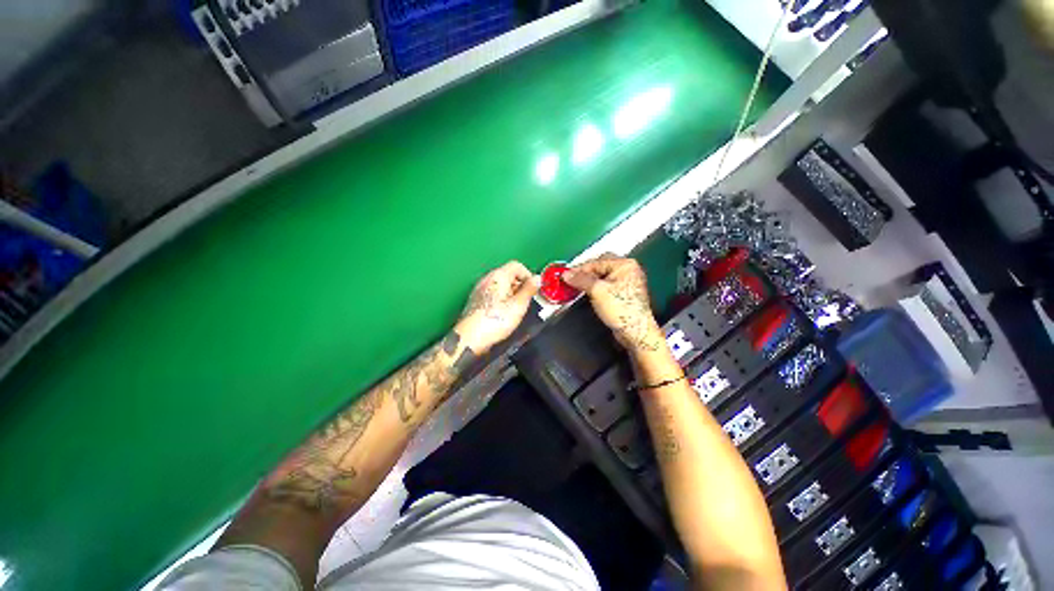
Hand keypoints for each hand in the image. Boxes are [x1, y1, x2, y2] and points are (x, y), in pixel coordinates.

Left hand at [455, 261, 539, 353]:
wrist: (471, 338)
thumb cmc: (496, 321)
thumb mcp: (519, 305)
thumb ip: (529, 289)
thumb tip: (538, 278)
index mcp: (498, 276)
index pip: (517, 265)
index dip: (528, 275)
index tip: (533, 289)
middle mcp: (487, 278)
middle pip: (508, 274)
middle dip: (520, 285)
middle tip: (525, 301)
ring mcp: (479, 288)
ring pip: (500, 284)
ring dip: (511, 293)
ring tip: (515, 309)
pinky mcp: (475, 299)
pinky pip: (493, 293)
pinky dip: (501, 299)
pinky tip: (502, 313)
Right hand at [563, 255, 663, 353]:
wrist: (634, 331)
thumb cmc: (623, 310)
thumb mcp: (596, 291)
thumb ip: (580, 279)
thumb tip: (568, 274)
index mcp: (625, 265)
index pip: (596, 261)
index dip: (580, 269)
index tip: (567, 275)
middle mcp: (628, 271)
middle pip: (600, 267)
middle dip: (585, 274)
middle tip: (572, 280)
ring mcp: (627, 283)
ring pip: (602, 277)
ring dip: (590, 282)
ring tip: (578, 288)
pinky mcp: (624, 295)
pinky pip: (606, 287)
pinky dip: (596, 289)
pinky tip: (589, 294)